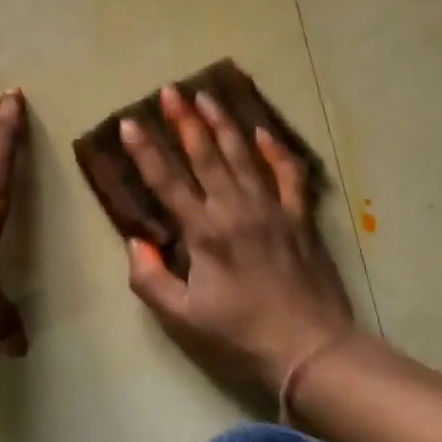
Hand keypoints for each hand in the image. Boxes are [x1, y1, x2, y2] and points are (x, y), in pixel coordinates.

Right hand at [119, 85, 354, 400]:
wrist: (312, 351)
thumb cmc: (242, 335)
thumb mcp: (183, 318)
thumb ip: (151, 279)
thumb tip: (136, 242)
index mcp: (204, 233)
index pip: (167, 182)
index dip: (145, 151)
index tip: (129, 123)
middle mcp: (235, 210)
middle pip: (205, 155)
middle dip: (184, 121)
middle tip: (170, 91)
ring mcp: (271, 209)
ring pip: (242, 155)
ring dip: (223, 124)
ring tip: (206, 96)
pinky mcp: (299, 217)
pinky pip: (287, 174)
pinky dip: (276, 151)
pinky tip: (263, 131)